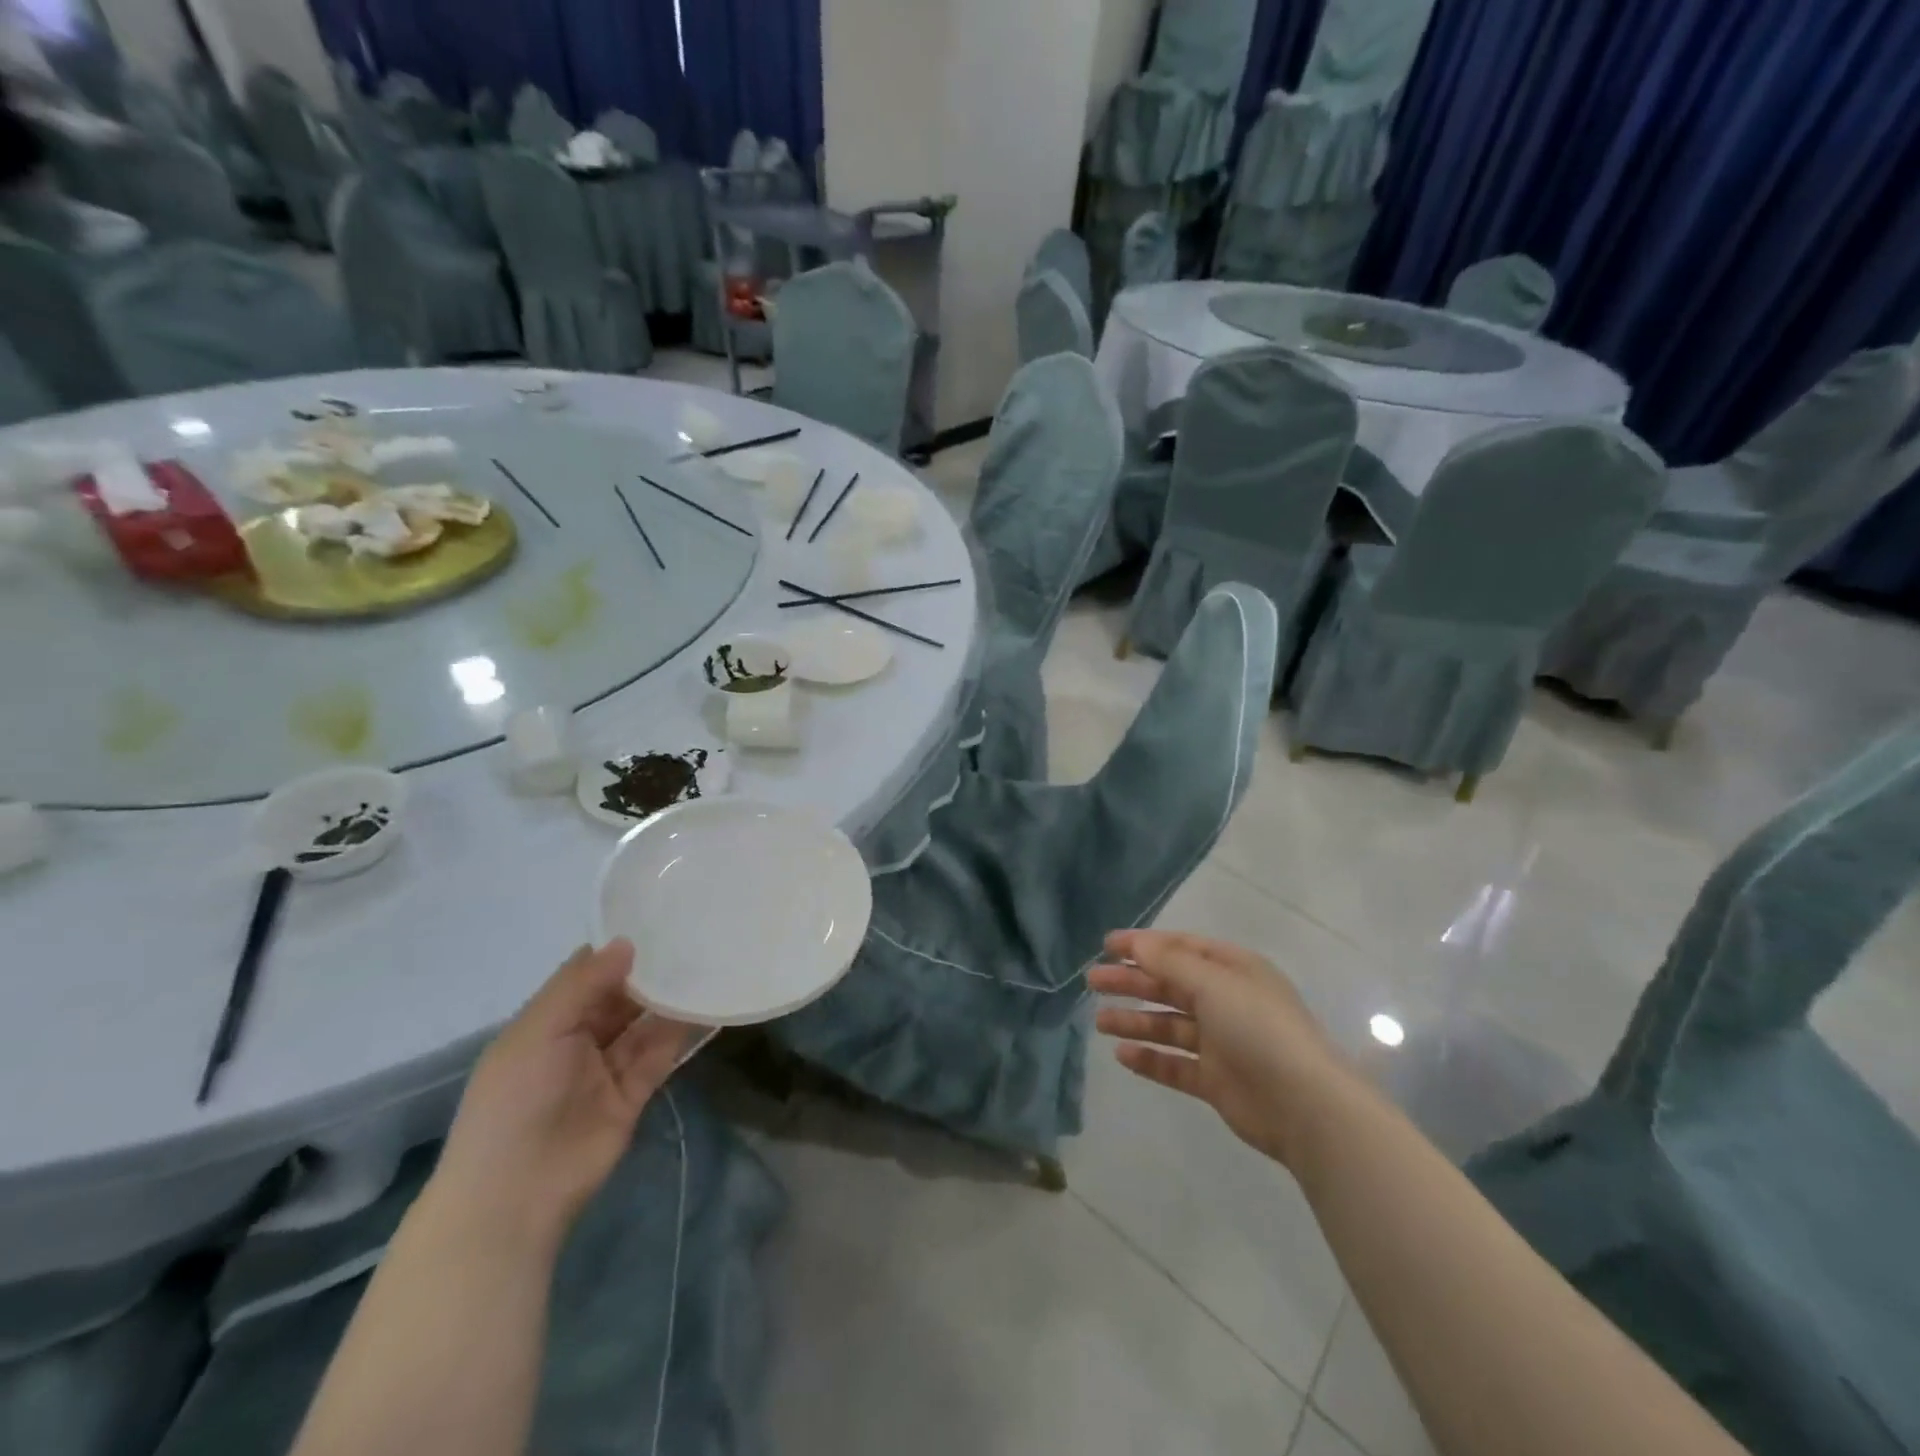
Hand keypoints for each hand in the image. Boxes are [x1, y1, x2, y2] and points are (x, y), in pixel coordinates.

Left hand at [433, 941, 694, 1245]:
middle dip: (650, 973)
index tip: (657, 920)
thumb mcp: (538, 1032)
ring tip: (708, 964)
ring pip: (644, 1023)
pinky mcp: (634, 1093)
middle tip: (693, 938)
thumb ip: (581, 985)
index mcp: (547, 1022)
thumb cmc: (515, 1101)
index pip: (586, 975)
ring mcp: (607, 1068)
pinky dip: (682, 1032)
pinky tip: (707, 1006)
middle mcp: (578, 1040)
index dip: (617, 951)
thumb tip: (627, 942)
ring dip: (670, 1000)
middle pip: (620, 997)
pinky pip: (661, 1054)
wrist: (516, 1194)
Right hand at [1091, 929, 1357, 1169]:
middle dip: (1132, 981)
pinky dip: (1149, 1058)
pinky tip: (1122, 1054)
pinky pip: (1175, 1063)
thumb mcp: (1213, 983)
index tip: (1106, 946)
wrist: (1304, 1105)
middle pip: (1170, 985)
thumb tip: (1136, 943)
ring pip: (1168, 1025)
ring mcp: (1221, 1042)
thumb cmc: (1258, 1028)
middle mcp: (1227, 1001)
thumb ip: (1170, 962)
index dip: (1144, 945)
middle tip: (1093, 982)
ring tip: (1099, 1022)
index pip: (1181, 949)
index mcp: (1233, 970)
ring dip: (1135, 1020)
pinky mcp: (1216, 1080)